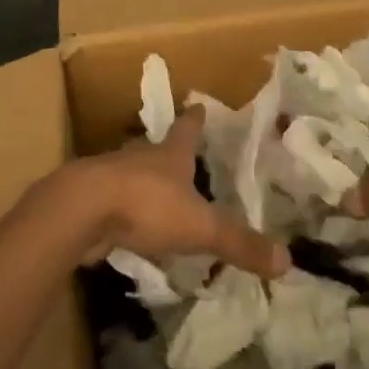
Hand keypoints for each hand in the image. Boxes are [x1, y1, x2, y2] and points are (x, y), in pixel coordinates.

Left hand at [67, 107, 290, 277]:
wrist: (80, 210)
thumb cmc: (146, 205)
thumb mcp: (200, 227)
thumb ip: (239, 244)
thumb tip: (288, 261)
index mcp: (170, 154)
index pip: (188, 129)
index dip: (196, 120)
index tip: (200, 107)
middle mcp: (141, 158)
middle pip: (158, 150)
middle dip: (170, 154)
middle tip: (183, 160)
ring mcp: (111, 176)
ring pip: (133, 175)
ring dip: (145, 183)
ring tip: (160, 197)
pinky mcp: (90, 201)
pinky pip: (114, 204)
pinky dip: (124, 212)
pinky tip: (130, 228)